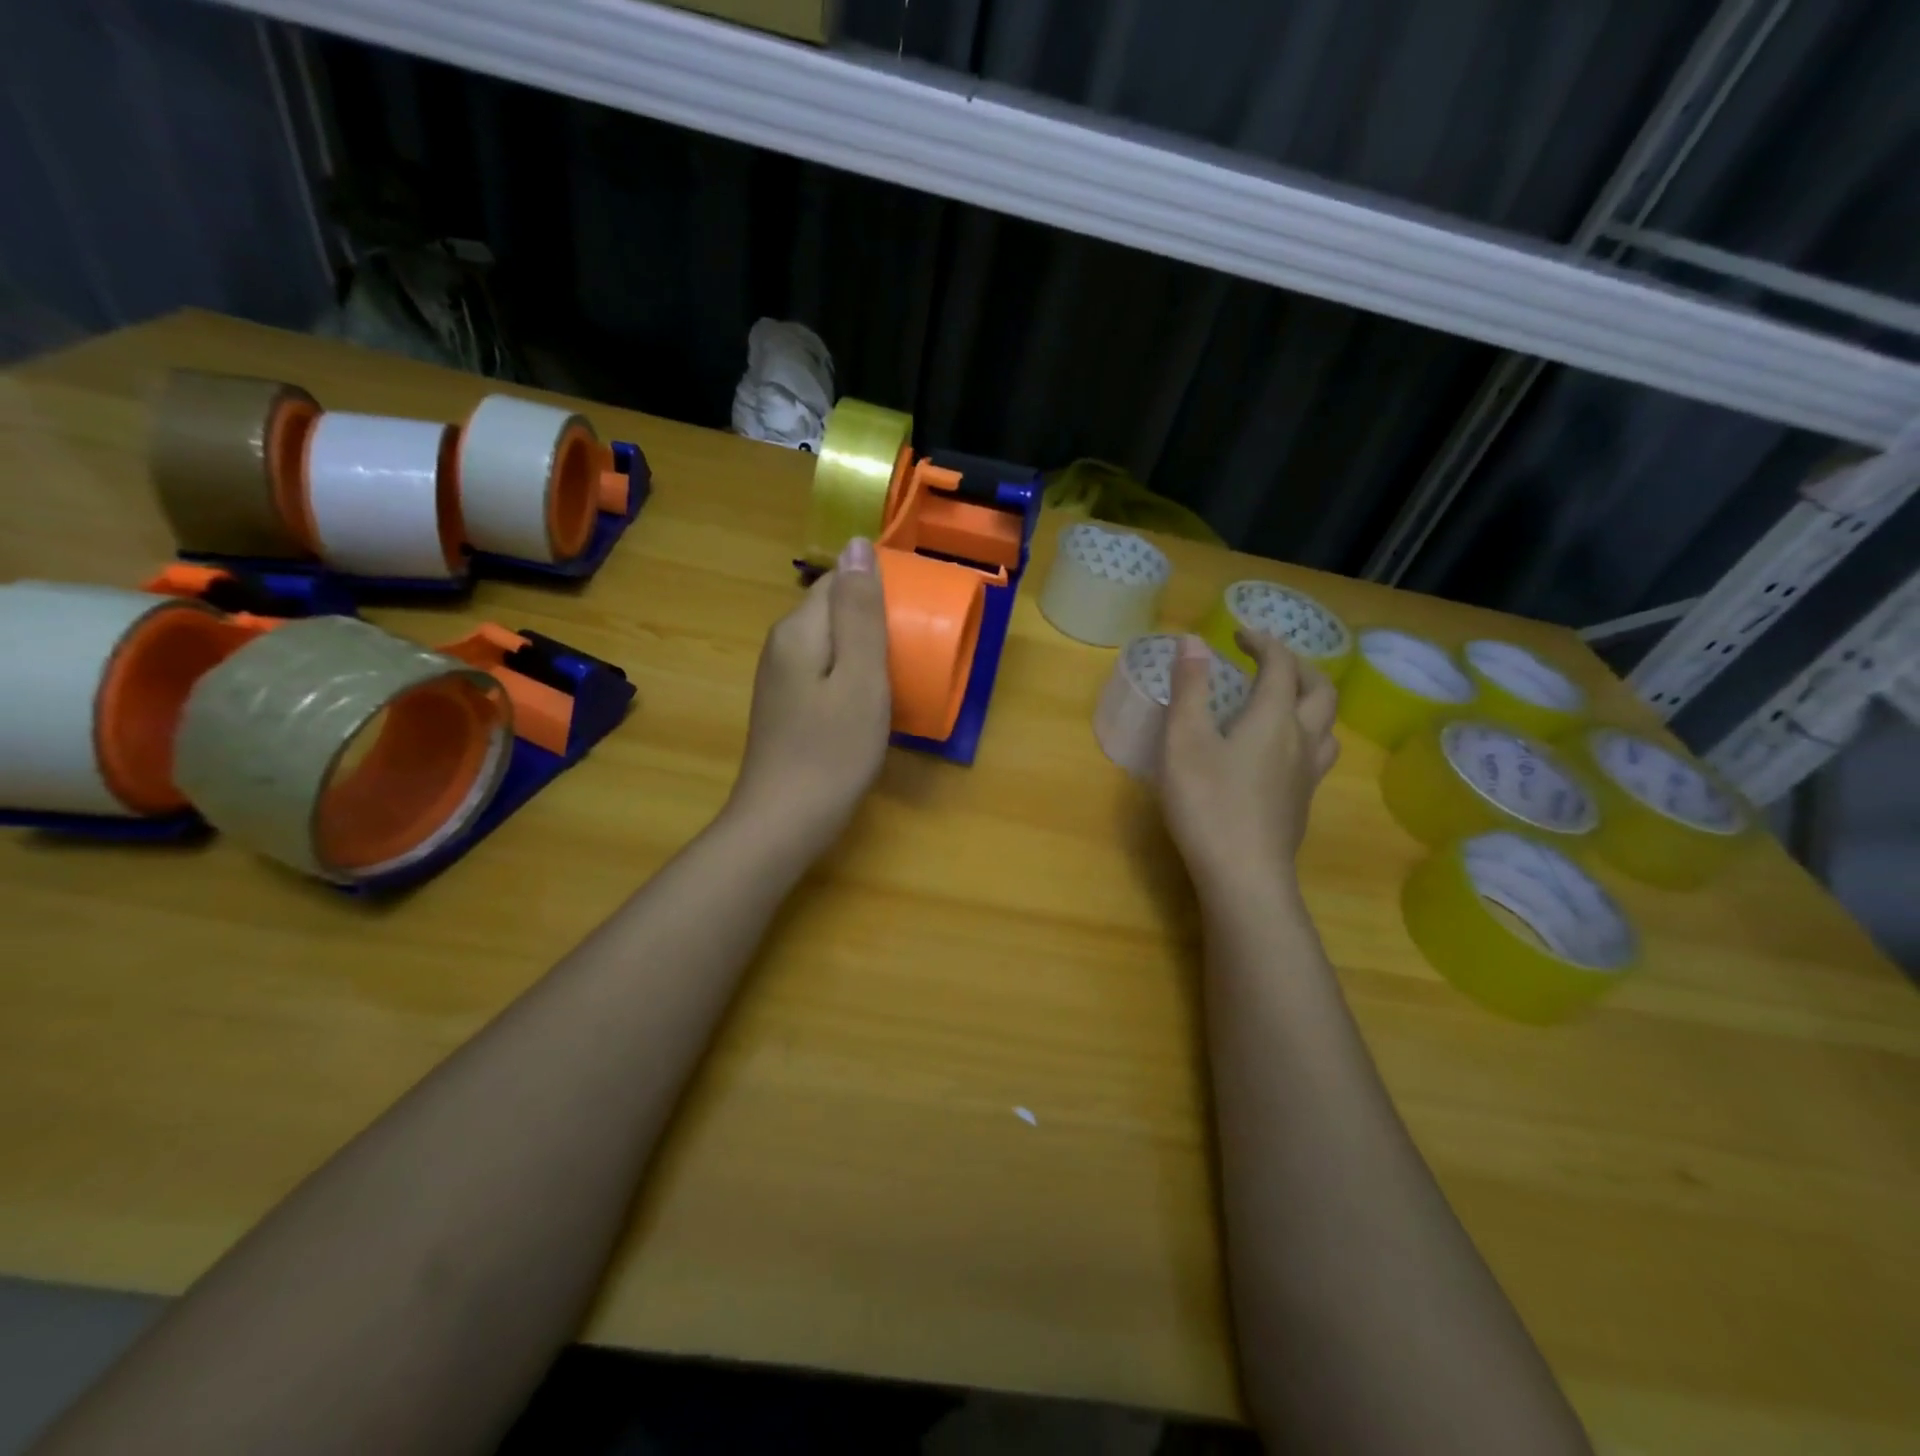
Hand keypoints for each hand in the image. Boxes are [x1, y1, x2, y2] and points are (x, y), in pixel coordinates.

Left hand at [726, 537, 891, 857]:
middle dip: (874, 621)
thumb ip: (860, 611)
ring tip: (899, 675)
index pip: (839, 581)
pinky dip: (851, 677)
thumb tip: (856, 543)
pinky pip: (825, 671)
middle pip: (833, 611)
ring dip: (865, 651)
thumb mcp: (860, 677)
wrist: (784, 822)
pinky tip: (869, 703)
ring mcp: (780, 678)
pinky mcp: (786, 706)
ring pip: (831, 643)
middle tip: (913, 651)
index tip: (914, 618)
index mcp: (799, 630)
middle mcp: (782, 645)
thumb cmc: (832, 750)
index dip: (878, 591)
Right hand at [1160, 631, 1338, 896]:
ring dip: (1310, 701)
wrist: (1244, 875)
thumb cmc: (1208, 802)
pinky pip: (1317, 754)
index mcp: (1273, 718)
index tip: (1239, 634)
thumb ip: (1189, 689)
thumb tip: (1192, 641)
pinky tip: (1279, 753)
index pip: (1281, 665)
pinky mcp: (1301, 803)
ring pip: (1327, 726)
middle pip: (1320, 690)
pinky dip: (1304, 734)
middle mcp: (1301, 740)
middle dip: (1297, 666)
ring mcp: (1306, 775)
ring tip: (1282, 702)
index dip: (1263, 642)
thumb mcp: (1185, 740)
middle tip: (1267, 662)